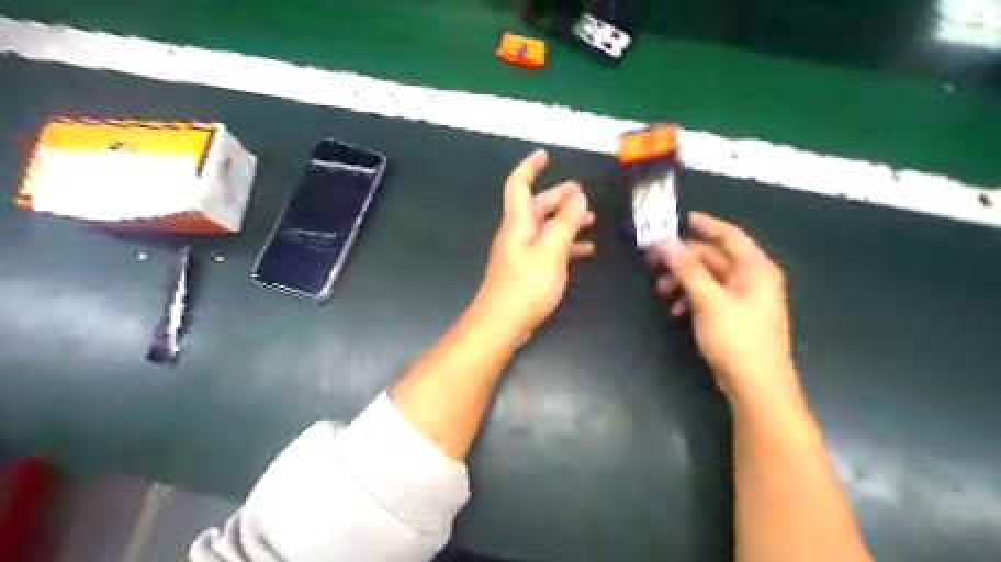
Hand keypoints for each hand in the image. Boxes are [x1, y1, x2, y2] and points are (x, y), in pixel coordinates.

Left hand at [475, 150, 591, 339]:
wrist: (502, 323)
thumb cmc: (526, 284)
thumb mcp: (551, 250)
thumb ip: (565, 222)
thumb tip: (577, 196)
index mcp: (518, 222)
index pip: (518, 184)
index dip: (529, 167)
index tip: (545, 156)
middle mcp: (517, 233)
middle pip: (536, 206)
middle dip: (558, 196)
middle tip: (583, 193)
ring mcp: (521, 252)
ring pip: (545, 228)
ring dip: (565, 221)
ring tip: (591, 219)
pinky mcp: (527, 269)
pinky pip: (548, 249)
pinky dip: (565, 246)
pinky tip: (585, 251)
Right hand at [650, 211, 799, 398]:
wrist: (755, 383)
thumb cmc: (736, 337)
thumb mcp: (708, 299)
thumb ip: (687, 268)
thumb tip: (666, 241)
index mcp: (754, 269)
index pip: (730, 236)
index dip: (707, 225)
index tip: (683, 219)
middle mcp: (751, 279)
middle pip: (713, 258)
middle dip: (683, 259)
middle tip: (654, 260)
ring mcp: (743, 299)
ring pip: (708, 278)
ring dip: (683, 281)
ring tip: (660, 290)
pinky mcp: (733, 316)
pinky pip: (709, 296)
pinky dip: (691, 298)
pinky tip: (675, 310)